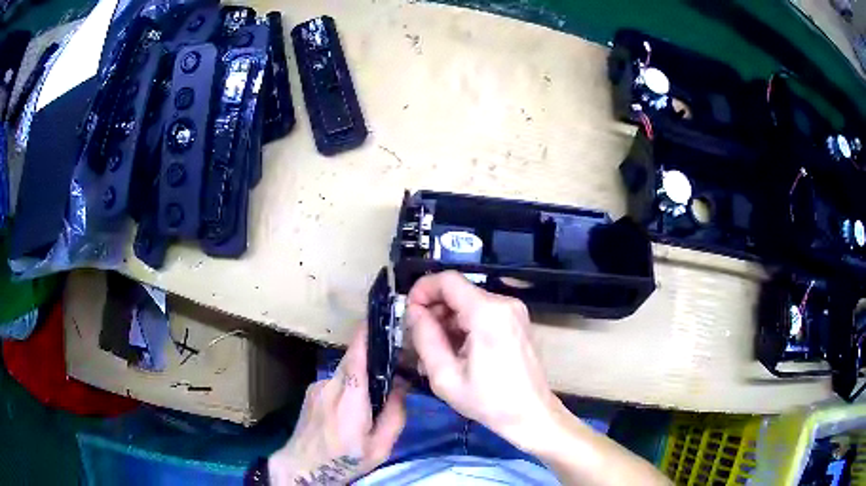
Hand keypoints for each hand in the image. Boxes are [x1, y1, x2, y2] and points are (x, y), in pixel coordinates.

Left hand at [268, 325, 407, 485]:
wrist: (302, 467)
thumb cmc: (345, 460)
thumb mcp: (380, 447)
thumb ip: (395, 415)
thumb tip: (401, 386)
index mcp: (350, 399)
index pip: (358, 356)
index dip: (368, 334)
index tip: (381, 316)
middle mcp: (330, 386)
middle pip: (353, 360)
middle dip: (373, 358)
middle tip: (393, 365)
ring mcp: (317, 387)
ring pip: (344, 371)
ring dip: (360, 376)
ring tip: (371, 398)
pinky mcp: (310, 392)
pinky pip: (334, 381)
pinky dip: (346, 386)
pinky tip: (349, 408)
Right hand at [406, 271, 557, 453]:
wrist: (531, 415)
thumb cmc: (489, 401)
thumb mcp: (445, 376)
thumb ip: (425, 338)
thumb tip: (414, 312)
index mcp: (487, 313)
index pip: (447, 280)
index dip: (422, 290)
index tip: (408, 312)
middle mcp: (504, 303)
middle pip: (458, 292)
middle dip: (433, 312)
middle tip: (419, 340)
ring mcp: (514, 311)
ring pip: (468, 304)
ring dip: (447, 323)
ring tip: (436, 354)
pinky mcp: (516, 321)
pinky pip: (482, 314)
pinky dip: (464, 327)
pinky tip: (456, 353)